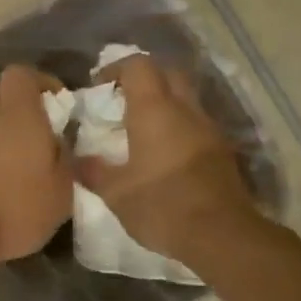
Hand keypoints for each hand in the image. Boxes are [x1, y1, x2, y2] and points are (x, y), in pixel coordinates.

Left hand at [0, 64, 71, 263]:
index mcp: (17, 113)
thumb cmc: (14, 207)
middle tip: (31, 140)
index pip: (21, 74)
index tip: (55, 105)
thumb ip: (67, 163)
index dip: (38, 83)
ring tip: (8, 167)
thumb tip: (65, 146)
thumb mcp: (60, 193)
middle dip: (13, 111)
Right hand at [75, 54, 266, 263]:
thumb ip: (93, 170)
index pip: (138, 65)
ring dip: (165, 103)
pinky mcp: (223, 151)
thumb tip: (77, 158)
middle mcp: (185, 110)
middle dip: (145, 79)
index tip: (99, 88)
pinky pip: (197, 123)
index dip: (116, 69)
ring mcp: (209, 129)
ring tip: (143, 128)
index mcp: (154, 109)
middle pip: (168, 72)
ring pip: (186, 98)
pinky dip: (180, 126)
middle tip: (123, 100)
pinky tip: (166, 153)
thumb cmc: (162, 205)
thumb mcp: (115, 192)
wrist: (223, 236)